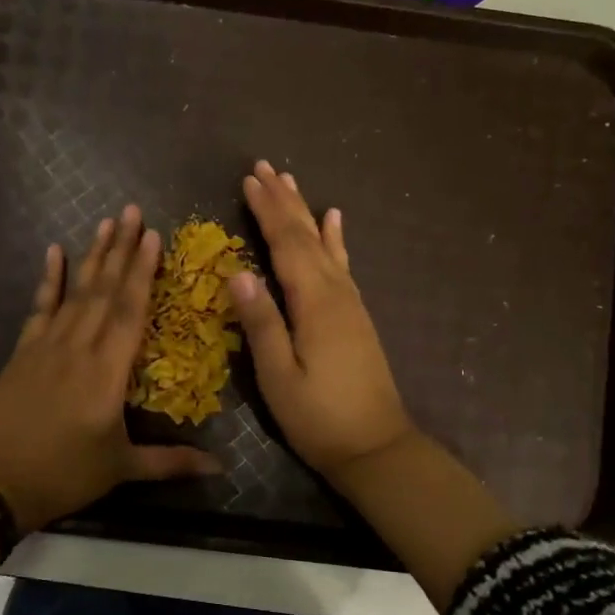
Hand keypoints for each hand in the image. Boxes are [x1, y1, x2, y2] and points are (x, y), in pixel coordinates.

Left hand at [0, 204, 219, 530]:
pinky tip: (54, 252)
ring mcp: (47, 345)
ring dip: (93, 256)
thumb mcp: (120, 469)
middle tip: (132, 211)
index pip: (130, 312)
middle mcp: (79, 348)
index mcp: (107, 373)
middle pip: (104, 291)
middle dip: (121, 249)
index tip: (153, 236)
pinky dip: (49, 279)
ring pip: (76, 292)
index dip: (143, 272)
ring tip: (106, 222)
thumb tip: (221, 467)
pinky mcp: (23, 351)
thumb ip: (170, 462)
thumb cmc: (62, 475)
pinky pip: (40, 307)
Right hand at [228, 161, 417, 479]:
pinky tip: (335, 221)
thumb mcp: (278, 377)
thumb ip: (262, 323)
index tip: (249, 180)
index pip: (286, 245)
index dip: (267, 211)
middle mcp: (336, 292)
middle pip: (307, 236)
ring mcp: (350, 303)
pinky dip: (336, 239)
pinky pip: (343, 264)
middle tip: (264, 167)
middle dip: (284, 201)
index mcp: (314, 303)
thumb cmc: (319, 418)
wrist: (377, 448)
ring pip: (325, 244)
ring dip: (305, 211)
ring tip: (291, 182)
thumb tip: (237, 273)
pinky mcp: (356, 316)